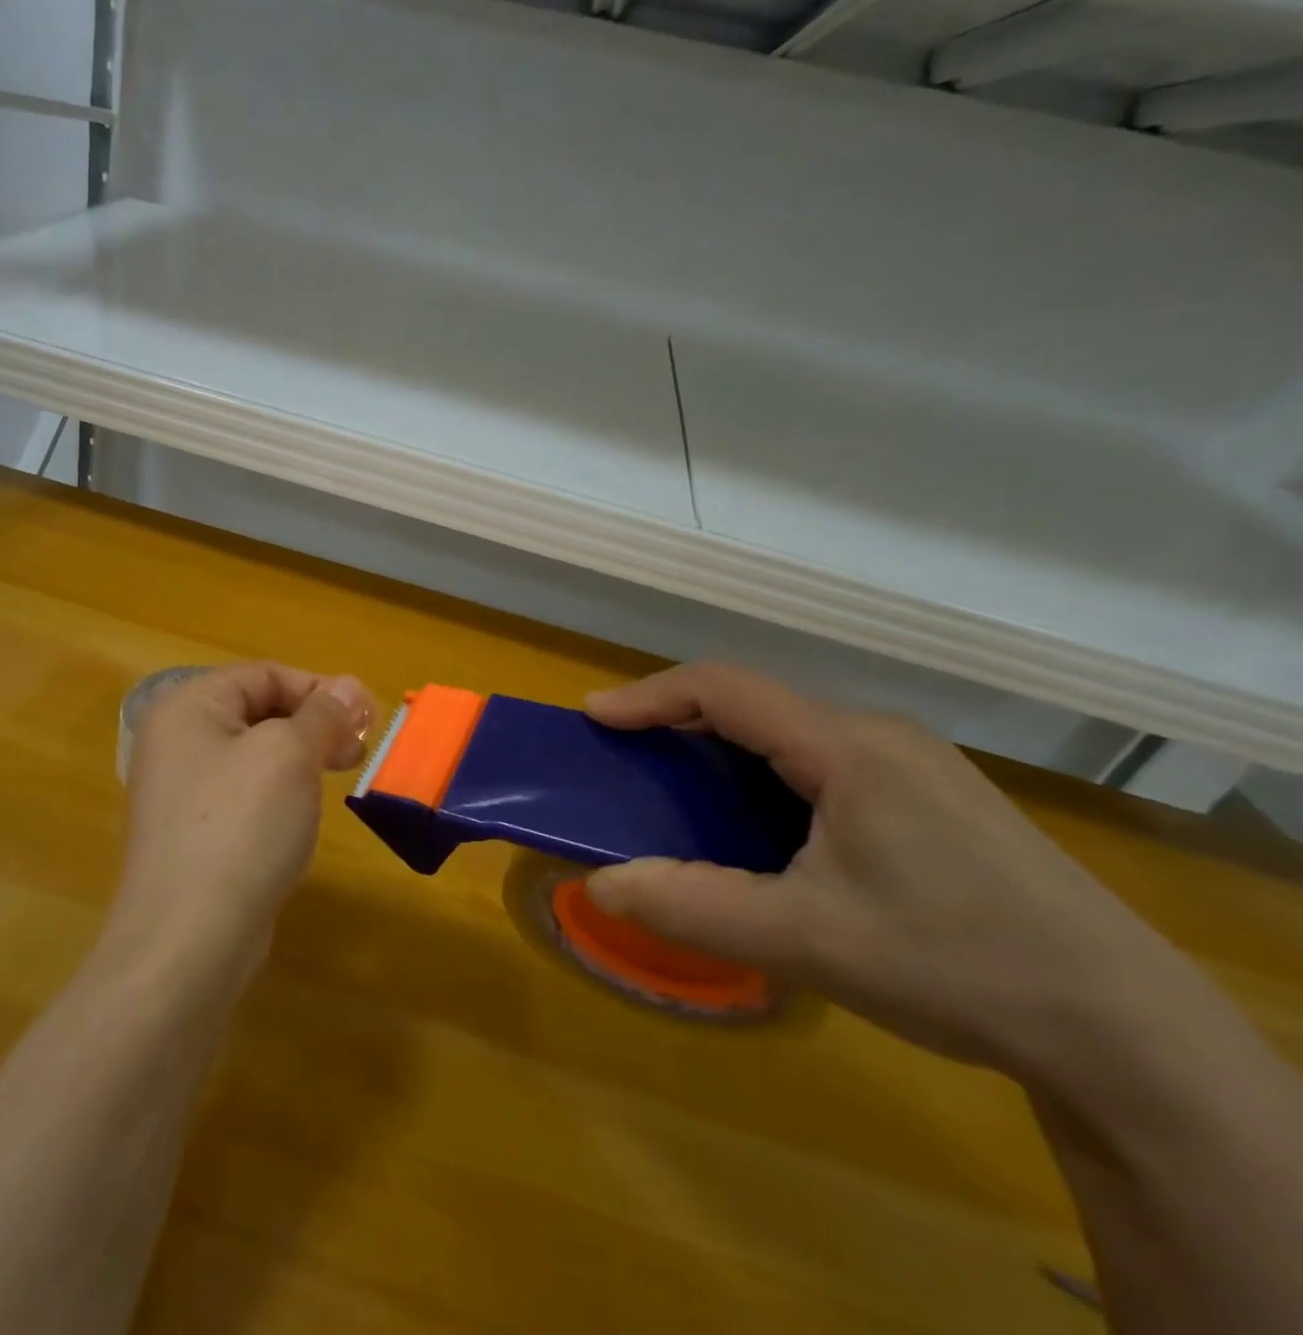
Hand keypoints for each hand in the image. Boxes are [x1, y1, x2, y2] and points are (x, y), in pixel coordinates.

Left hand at [111, 662, 373, 973]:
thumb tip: (352, 686)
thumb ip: (324, 714)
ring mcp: (181, 790)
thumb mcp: (290, 755)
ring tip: (338, 778)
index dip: (318, 688)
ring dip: (302, 756)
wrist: (188, 940)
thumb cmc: (240, 827)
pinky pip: (244, 793)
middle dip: (314, 723)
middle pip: (258, 710)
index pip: (263, 674)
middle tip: (358, 750)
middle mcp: (176, 741)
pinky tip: (302, 813)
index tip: (364, 719)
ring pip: (255, 753)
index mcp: (188, 708)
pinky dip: (280, 792)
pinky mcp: (193, 833)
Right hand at [583, 663, 1203, 1078]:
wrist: (1126, 1033)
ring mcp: (914, 764)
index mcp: (848, 748)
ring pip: (790, 733)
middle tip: (628, 760)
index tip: (593, 717)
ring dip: (725, 751)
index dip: (649, 695)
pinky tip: (765, 827)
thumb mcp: (805, 941)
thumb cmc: (955, 966)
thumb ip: (692, 906)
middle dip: (679, 723)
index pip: (724, 688)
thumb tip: (600, 883)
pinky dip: (766, 775)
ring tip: (682, 794)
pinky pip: (824, 760)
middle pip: (755, 703)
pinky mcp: (933, 796)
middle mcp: (880, 736)